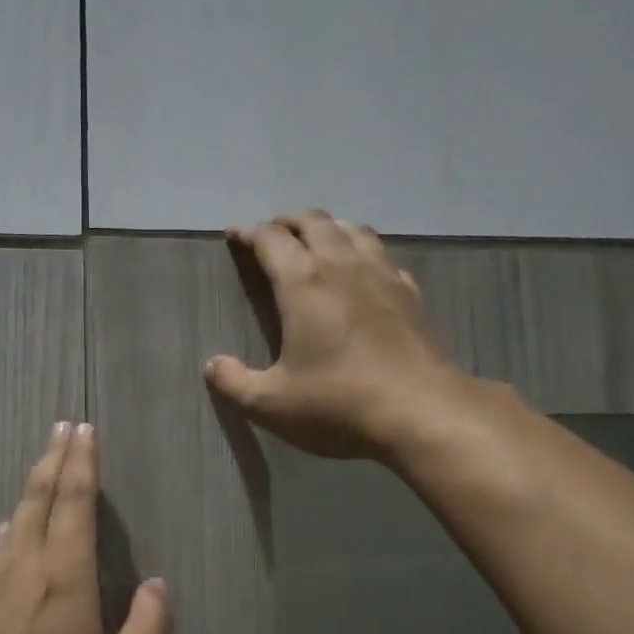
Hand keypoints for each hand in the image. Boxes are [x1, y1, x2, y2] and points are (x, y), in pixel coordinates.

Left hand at [0, 423, 167, 633]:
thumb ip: (145, 629)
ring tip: (43, 466)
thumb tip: (156, 585)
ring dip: (31, 488)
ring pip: (13, 522)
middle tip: (63, 427)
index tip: (83, 429)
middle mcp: (21, 570)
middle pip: (37, 500)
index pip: (73, 503)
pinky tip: (8, 530)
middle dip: (53, 459)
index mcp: (63, 580)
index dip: (81, 463)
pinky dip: (10, 527)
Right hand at [205, 211, 468, 460]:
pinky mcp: (410, 294)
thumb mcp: (271, 404)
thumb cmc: (338, 404)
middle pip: (314, 222)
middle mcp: (342, 266)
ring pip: (352, 230)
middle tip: (272, 234)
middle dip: (288, 222)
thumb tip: (212, 365)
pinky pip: (382, 257)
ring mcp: (382, 276)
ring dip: (328, 228)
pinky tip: (363, 272)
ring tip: (316, 241)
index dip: (249, 232)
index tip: (235, 235)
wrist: (421, 411)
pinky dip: (363, 253)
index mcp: (303, 282)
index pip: (271, 239)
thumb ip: (234, 383)